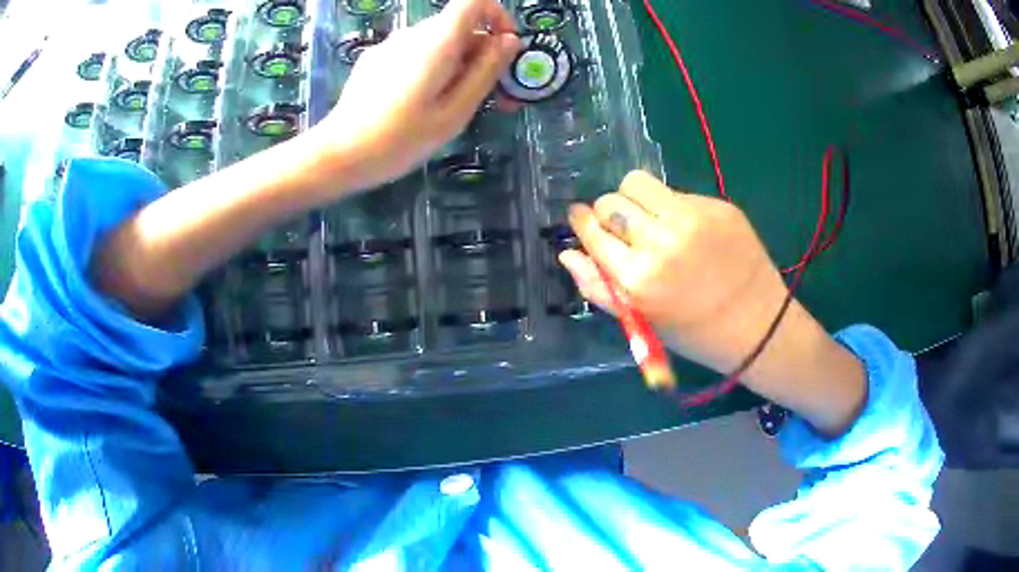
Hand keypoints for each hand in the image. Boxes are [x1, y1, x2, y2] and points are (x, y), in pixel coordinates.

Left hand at [314, 0, 519, 190]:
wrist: (340, 154)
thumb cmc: (401, 139)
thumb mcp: (455, 111)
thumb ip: (486, 71)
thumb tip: (509, 41)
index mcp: (437, 41)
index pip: (475, 1)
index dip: (498, 16)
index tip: (505, 48)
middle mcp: (413, 33)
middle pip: (458, 26)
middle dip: (481, 52)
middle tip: (489, 95)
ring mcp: (390, 45)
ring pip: (437, 42)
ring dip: (456, 63)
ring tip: (452, 105)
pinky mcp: (375, 59)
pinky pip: (414, 53)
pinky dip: (430, 68)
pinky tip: (419, 104)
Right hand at [560, 171, 865, 434]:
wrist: (757, 325)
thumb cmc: (694, 333)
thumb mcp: (641, 320)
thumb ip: (598, 287)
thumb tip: (567, 253)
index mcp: (638, 278)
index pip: (593, 230)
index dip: (582, 221)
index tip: (580, 218)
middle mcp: (661, 241)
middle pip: (612, 201)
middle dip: (608, 212)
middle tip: (623, 228)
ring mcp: (692, 218)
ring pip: (639, 182)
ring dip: (635, 198)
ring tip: (649, 218)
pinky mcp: (717, 206)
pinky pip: (676, 192)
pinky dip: (671, 207)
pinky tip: (688, 230)